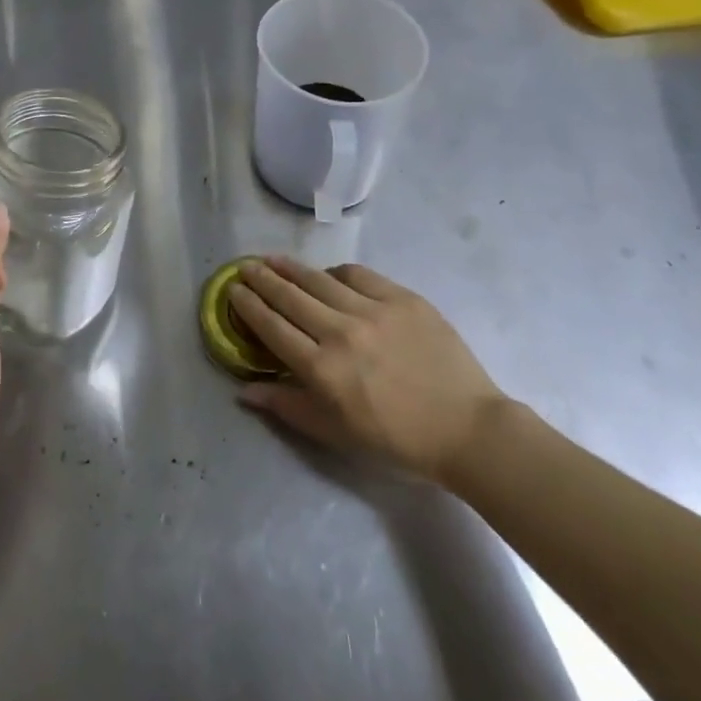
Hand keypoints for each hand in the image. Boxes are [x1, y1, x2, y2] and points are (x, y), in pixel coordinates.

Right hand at [228, 258, 508, 488]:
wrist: (467, 428)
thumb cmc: (397, 440)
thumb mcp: (336, 434)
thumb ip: (288, 407)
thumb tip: (244, 390)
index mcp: (323, 370)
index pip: (272, 328)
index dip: (248, 306)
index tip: (233, 290)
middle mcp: (341, 333)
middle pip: (290, 297)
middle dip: (262, 280)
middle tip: (245, 267)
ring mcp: (373, 310)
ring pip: (320, 280)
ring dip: (291, 269)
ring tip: (273, 259)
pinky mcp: (402, 298)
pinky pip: (359, 275)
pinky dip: (336, 273)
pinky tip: (327, 274)